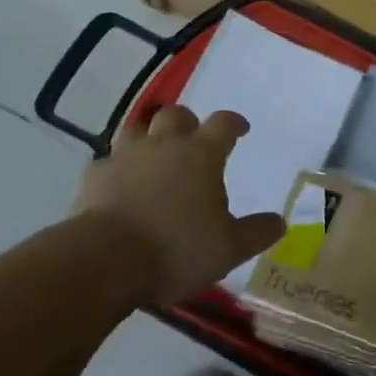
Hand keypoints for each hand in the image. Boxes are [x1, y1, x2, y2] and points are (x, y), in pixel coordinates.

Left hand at [74, 104, 285, 306]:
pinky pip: (107, 162)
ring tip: (154, 156)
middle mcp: (164, 144)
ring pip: (137, 129)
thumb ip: (257, 232)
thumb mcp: (229, 248)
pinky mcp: (95, 176)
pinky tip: (118, 186)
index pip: (223, 123)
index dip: (234, 123)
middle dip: (187, 123)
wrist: (105, 260)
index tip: (240, 129)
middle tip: (193, 141)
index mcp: (201, 154)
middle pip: (177, 115)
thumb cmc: (176, 249)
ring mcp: (125, 156)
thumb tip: (280, 221)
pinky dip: (116, 169)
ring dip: (148, 137)